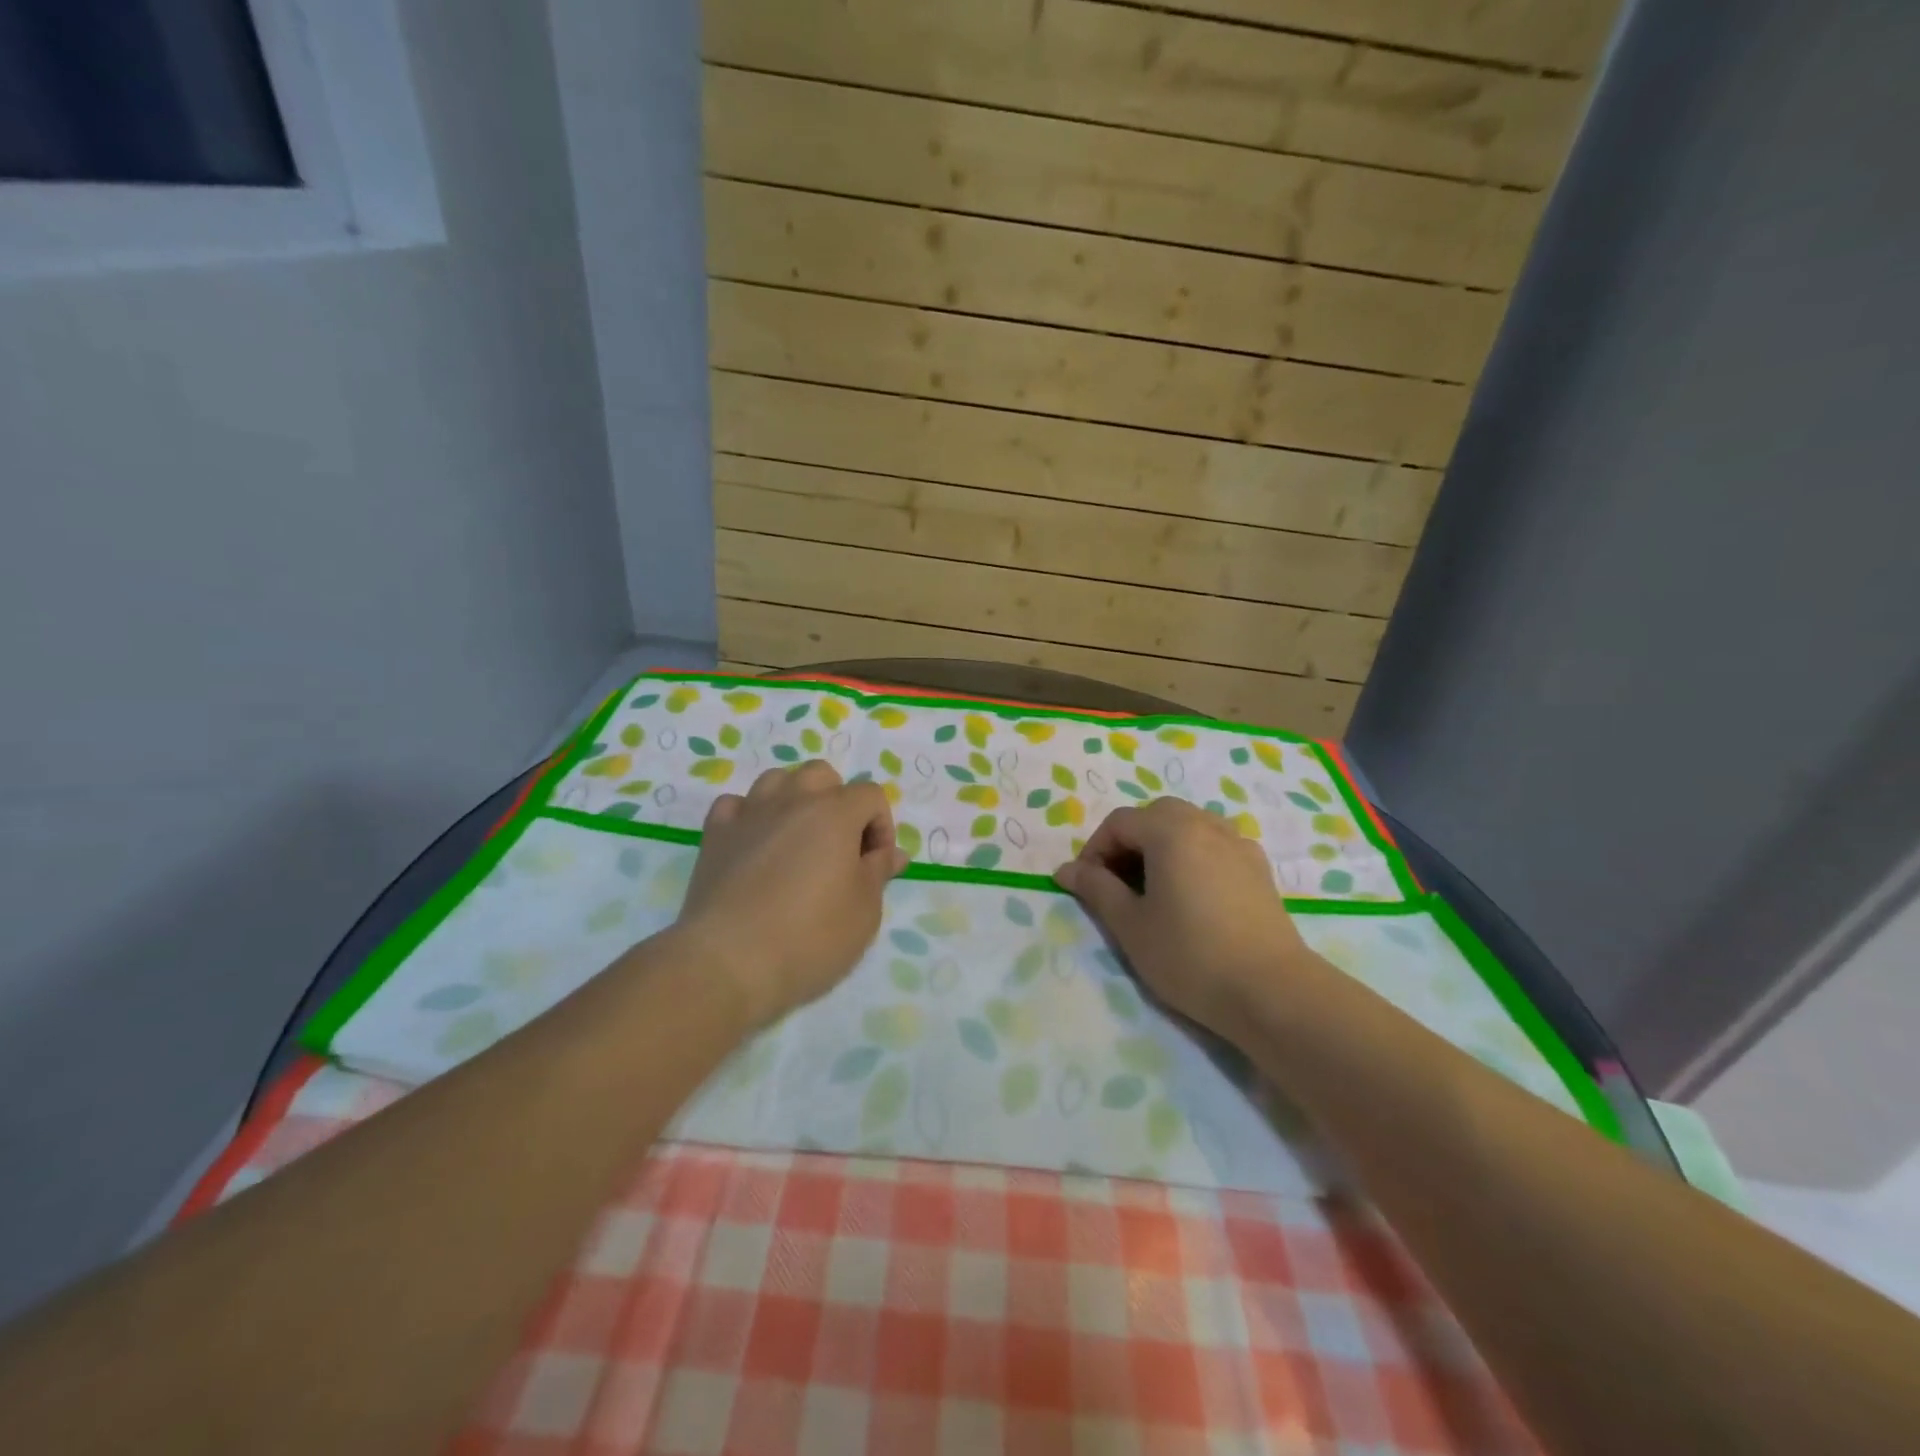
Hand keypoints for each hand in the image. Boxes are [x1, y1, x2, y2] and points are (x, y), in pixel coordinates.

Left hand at [678, 761, 907, 1025]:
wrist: (729, 962)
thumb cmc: (810, 937)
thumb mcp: (864, 911)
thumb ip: (879, 872)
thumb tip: (891, 853)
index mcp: (835, 813)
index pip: (870, 795)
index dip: (881, 827)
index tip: (876, 866)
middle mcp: (791, 800)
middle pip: (822, 775)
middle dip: (838, 802)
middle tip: (839, 848)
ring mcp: (748, 813)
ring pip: (776, 780)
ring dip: (794, 800)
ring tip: (798, 841)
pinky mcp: (715, 835)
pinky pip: (735, 805)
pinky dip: (750, 817)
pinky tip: (754, 845)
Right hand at [1053, 798, 1307, 1036]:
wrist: (1271, 992)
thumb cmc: (1189, 956)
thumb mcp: (1130, 925)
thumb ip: (1096, 889)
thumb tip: (1066, 870)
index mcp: (1171, 831)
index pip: (1119, 822)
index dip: (1095, 850)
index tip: (1087, 886)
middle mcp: (1206, 825)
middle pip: (1156, 815)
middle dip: (1129, 841)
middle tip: (1118, 883)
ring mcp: (1238, 844)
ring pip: (1189, 826)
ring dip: (1162, 845)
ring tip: (1154, 888)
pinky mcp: (1259, 868)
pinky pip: (1216, 844)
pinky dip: (1194, 855)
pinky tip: (1193, 893)